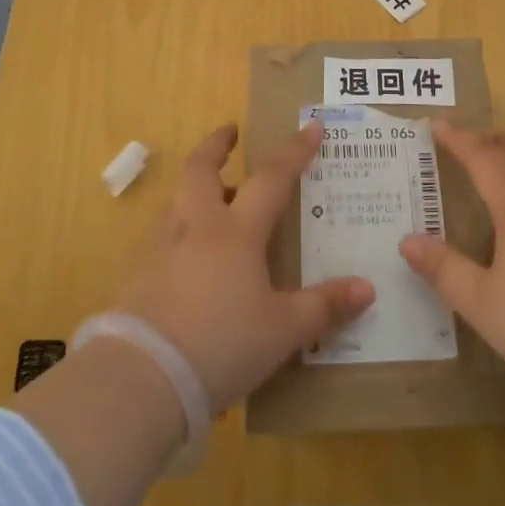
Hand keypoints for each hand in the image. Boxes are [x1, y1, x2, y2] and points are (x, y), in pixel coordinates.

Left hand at [115, 122, 375, 413]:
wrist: (141, 378)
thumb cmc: (221, 344)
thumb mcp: (282, 331)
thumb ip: (324, 307)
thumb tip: (367, 289)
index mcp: (236, 232)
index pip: (271, 178)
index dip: (294, 151)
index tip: (311, 127)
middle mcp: (196, 226)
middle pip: (201, 169)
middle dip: (217, 145)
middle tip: (231, 133)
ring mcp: (161, 247)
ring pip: (179, 200)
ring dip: (197, 188)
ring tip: (216, 198)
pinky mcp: (137, 274)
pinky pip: (163, 235)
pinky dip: (180, 229)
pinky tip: (189, 255)